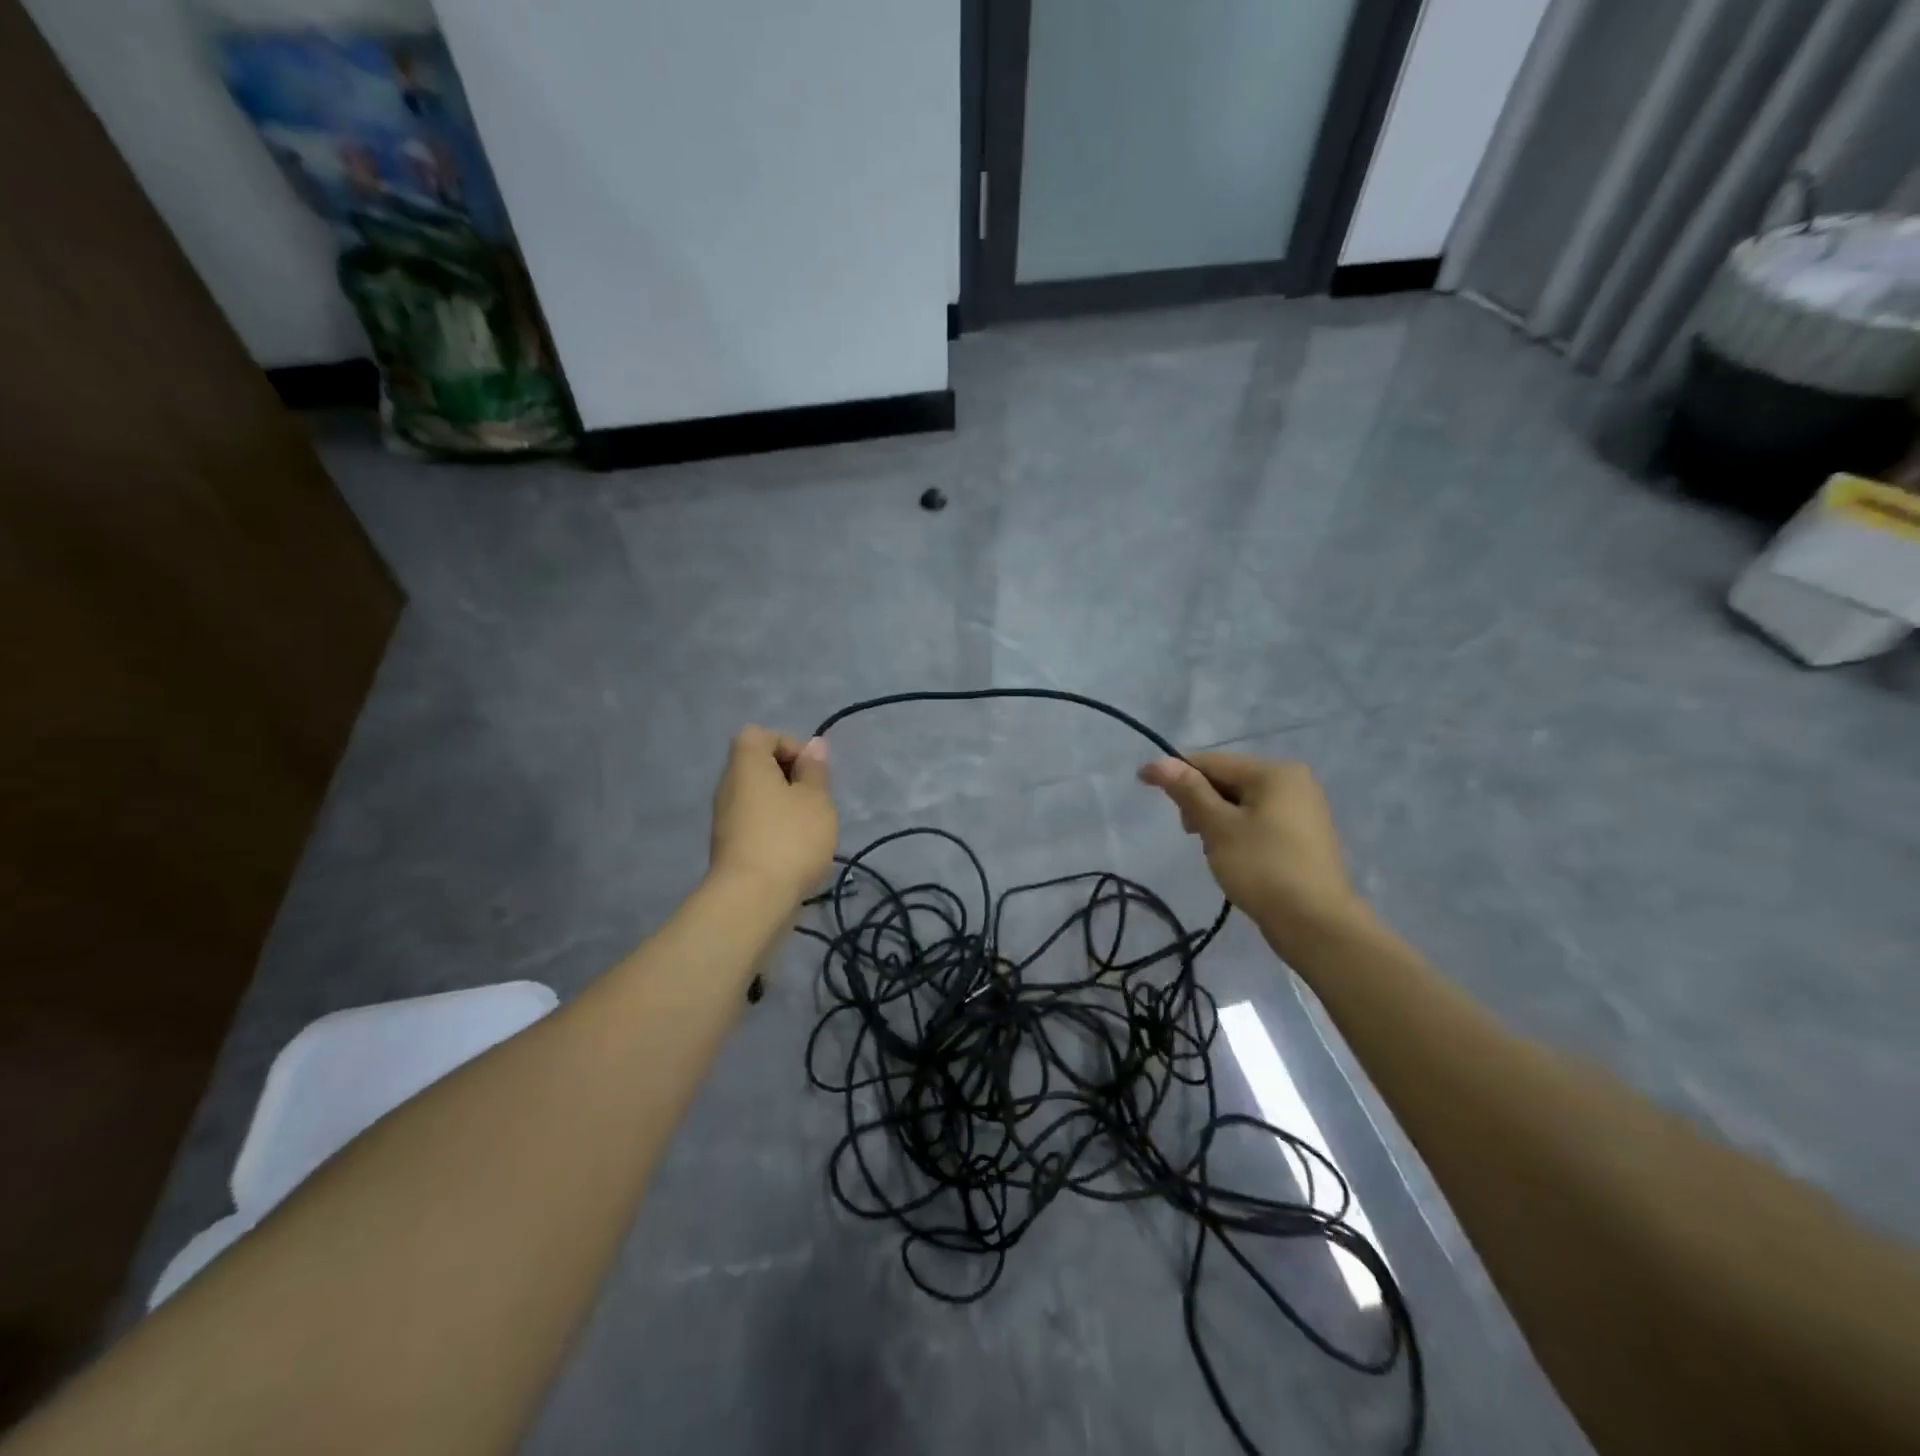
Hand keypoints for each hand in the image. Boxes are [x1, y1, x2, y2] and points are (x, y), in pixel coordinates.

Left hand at [708, 726, 836, 904]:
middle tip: (814, 800)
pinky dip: (774, 828)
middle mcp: (728, 786)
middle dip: (790, 777)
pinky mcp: (728, 846)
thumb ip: (815, 770)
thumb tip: (813, 745)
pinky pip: (754, 822)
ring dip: (785, 805)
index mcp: (746, 765)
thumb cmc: (789, 839)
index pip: (759, 734)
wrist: (751, 900)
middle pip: (757, 765)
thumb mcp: (816, 799)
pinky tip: (794, 851)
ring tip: (809, 828)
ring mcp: (725, 818)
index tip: (810, 772)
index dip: (788, 744)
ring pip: (757, 796)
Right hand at [1138, 752, 1367, 955]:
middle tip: (1189, 833)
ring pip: (1242, 803)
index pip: (1212, 762)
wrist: (1316, 924)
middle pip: (1228, 780)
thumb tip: (1159, 761)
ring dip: (1217, 819)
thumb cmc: (1262, 868)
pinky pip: (1259, 821)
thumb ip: (1189, 791)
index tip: (1143, 782)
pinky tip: (1232, 856)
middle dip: (1200, 801)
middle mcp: (1293, 782)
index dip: (1175, 771)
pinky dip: (1237, 832)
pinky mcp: (1303, 837)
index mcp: (1275, 772)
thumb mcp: (1218, 827)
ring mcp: (1302, 810)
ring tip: (1211, 850)